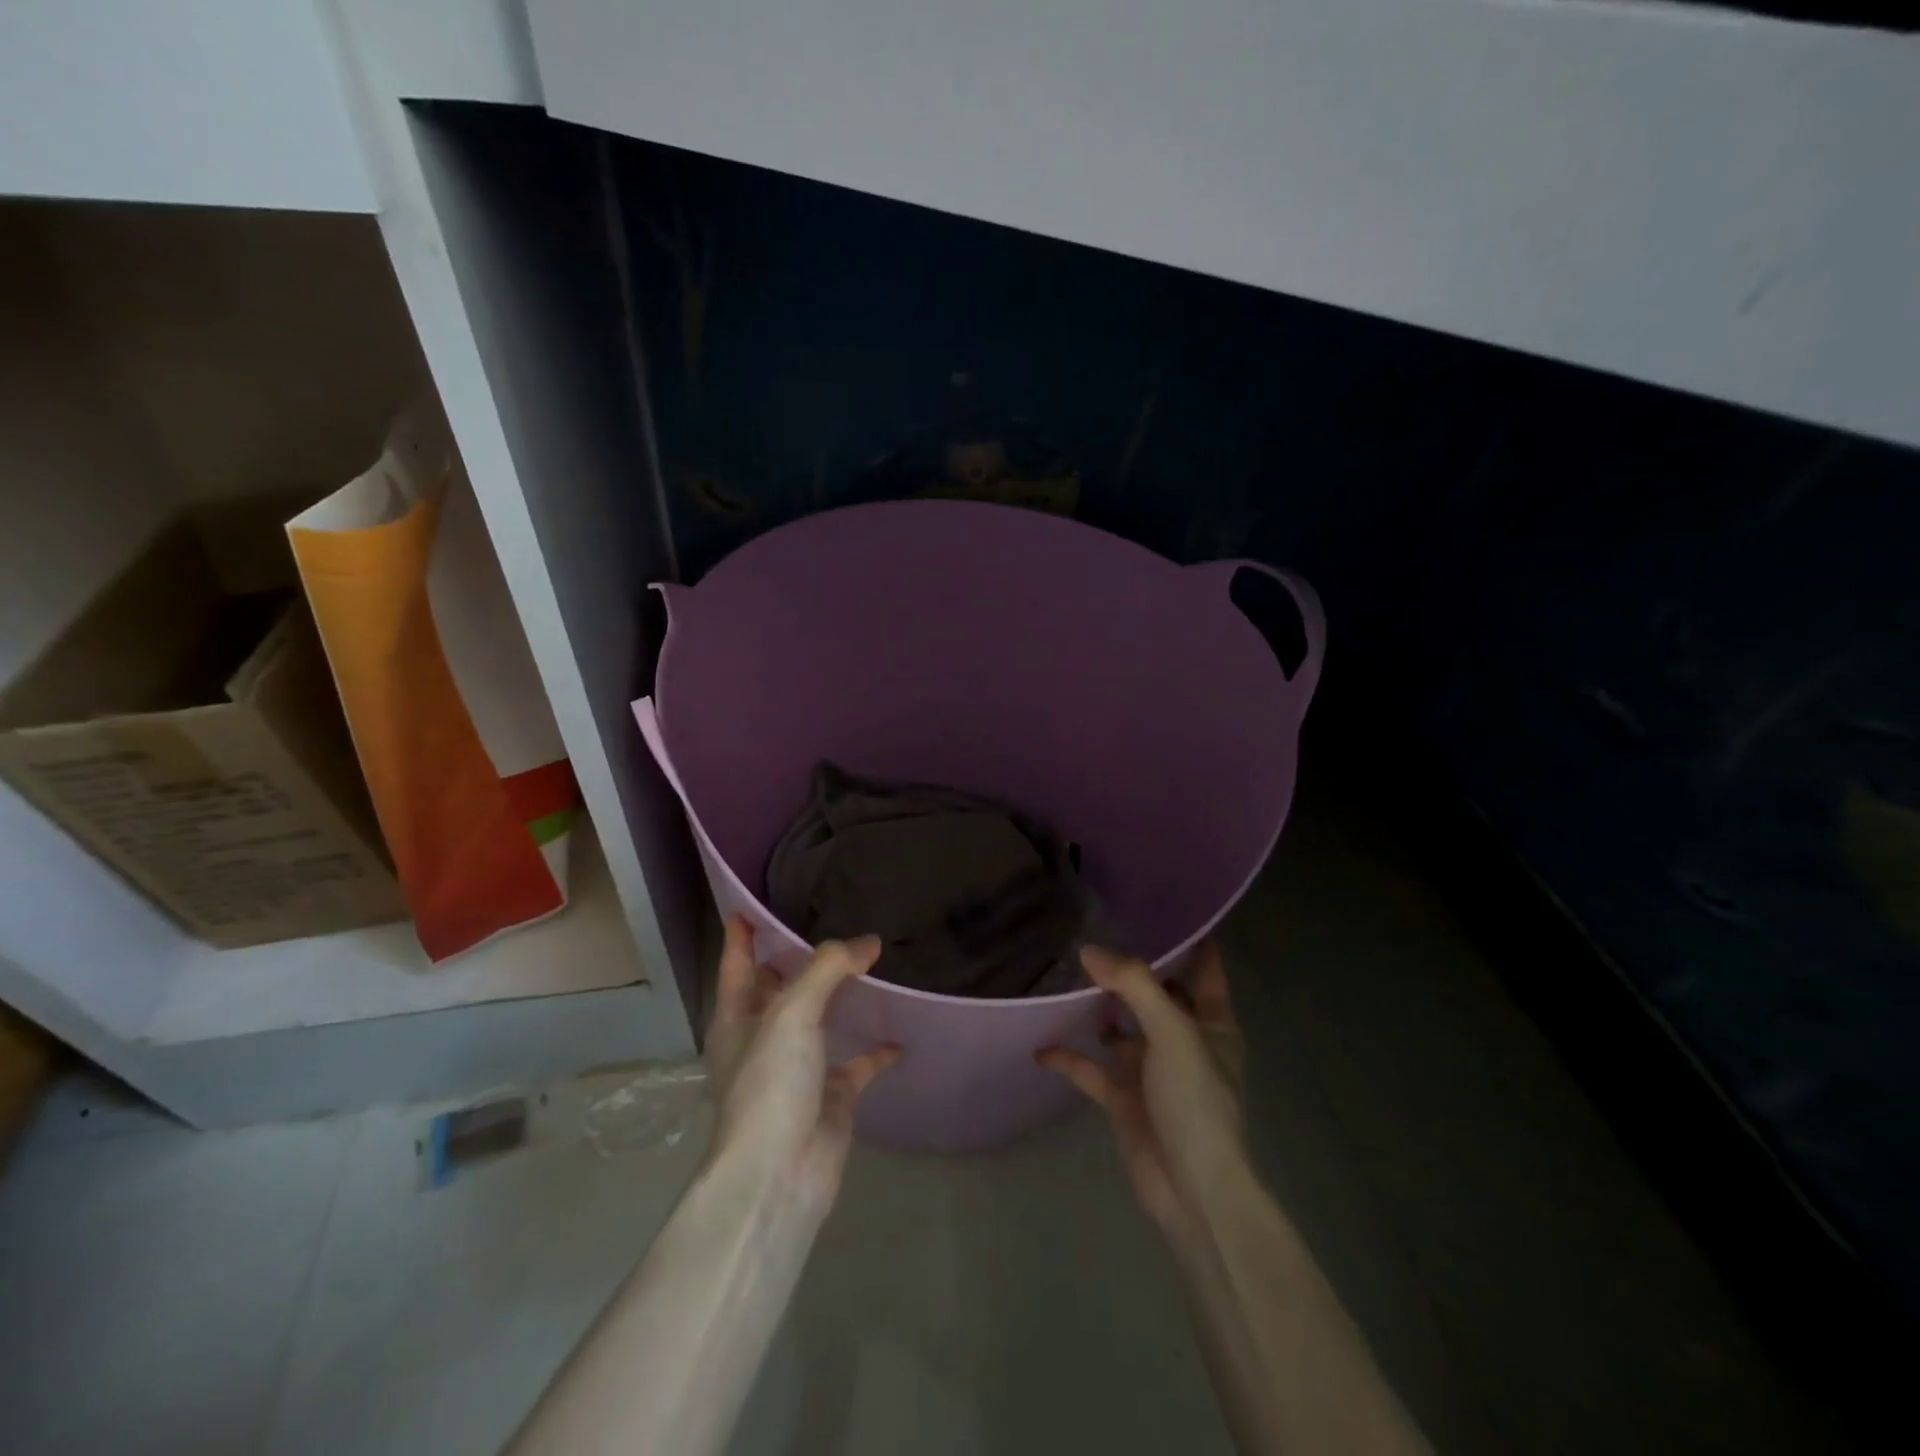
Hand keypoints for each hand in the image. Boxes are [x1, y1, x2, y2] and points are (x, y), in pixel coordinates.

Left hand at [704, 917, 900, 1211]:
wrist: (780, 1176)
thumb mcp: (792, 1014)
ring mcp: (797, 1069)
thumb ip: (829, 969)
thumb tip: (868, 942)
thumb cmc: (770, 1085)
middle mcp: (764, 1038)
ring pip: (820, 1020)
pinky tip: (900, 1033)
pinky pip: (857, 1063)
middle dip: (799, 959)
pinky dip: (876, 1049)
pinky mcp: (830, 1096)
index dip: (742, 934)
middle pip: (780, 988)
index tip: (750, 903)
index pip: (737, 963)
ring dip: (841, 997)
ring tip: (871, 962)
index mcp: (738, 1018)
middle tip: (830, 920)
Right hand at [1038, 941, 1246, 1231]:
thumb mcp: (1173, 1032)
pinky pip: (1091, 1069)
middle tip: (1093, 932)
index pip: (1204, 968)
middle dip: (1130, 970)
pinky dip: (1069, 1057)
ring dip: (1097, 1010)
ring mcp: (1151, 1069)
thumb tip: (1088, 951)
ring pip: (1120, 1028)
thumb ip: (1133, 986)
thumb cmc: (1196, 1101)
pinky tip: (1042, 1047)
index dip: (1188, 938)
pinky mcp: (1124, 1098)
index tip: (1158, 907)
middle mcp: (1182, 1040)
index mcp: (1211, 1023)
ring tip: (1063, 976)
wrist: (1191, 1190)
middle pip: (1156, 994)